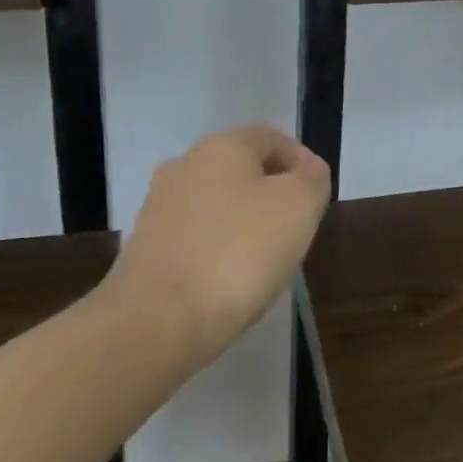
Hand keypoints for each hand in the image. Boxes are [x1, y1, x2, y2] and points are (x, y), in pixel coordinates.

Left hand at [106, 124, 330, 364]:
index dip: (302, 162)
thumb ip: (312, 179)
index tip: (318, 198)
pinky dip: (217, 250)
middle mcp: (184, 166)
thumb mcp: (298, 207)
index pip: (272, 138)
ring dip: (244, 223)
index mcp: (221, 147)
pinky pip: (195, 238)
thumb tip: (308, 171)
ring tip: (265, 260)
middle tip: (297, 228)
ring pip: (217, 204)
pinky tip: (228, 280)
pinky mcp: (144, 249)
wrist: (155, 323)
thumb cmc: (237, 253)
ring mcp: (158, 208)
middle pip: (242, 170)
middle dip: (273, 194)